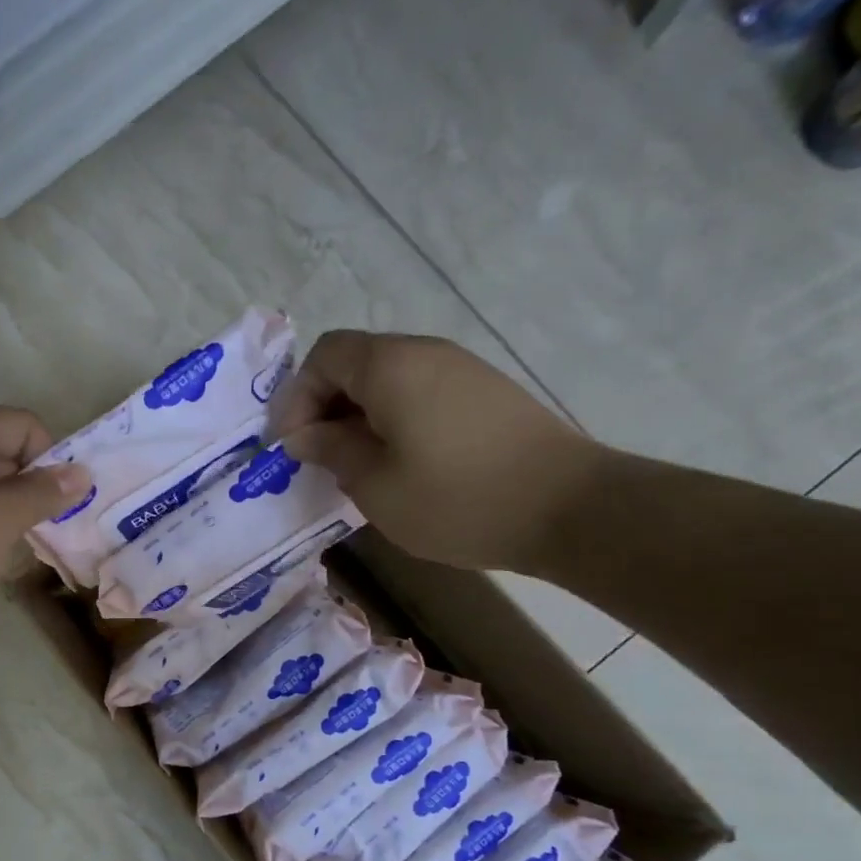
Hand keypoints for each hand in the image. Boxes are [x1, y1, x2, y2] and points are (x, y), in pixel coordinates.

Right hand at [271, 331, 602, 572]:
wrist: (568, 508)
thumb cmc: (457, 499)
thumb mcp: (376, 484)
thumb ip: (331, 450)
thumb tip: (304, 434)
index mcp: (390, 366)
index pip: (323, 356)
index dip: (296, 397)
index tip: (292, 445)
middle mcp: (424, 352)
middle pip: (355, 362)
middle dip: (324, 406)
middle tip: (318, 457)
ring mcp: (460, 369)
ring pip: (388, 379)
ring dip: (358, 415)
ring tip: (355, 464)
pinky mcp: (484, 392)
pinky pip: (419, 392)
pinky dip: (393, 418)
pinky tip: (399, 462)